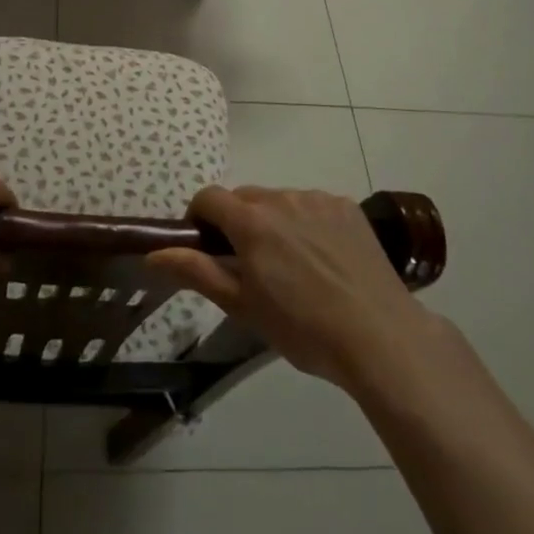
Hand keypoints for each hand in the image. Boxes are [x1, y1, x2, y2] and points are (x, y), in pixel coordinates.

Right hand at [147, 186, 434, 391]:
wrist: (380, 336)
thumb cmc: (303, 329)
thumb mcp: (243, 306)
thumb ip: (197, 271)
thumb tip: (154, 253)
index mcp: (250, 221)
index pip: (209, 197)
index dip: (200, 218)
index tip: (207, 248)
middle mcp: (281, 198)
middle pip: (244, 197)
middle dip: (238, 222)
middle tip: (251, 265)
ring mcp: (316, 199)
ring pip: (279, 200)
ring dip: (273, 221)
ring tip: (293, 266)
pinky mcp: (345, 206)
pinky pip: (312, 205)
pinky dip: (307, 222)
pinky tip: (324, 259)